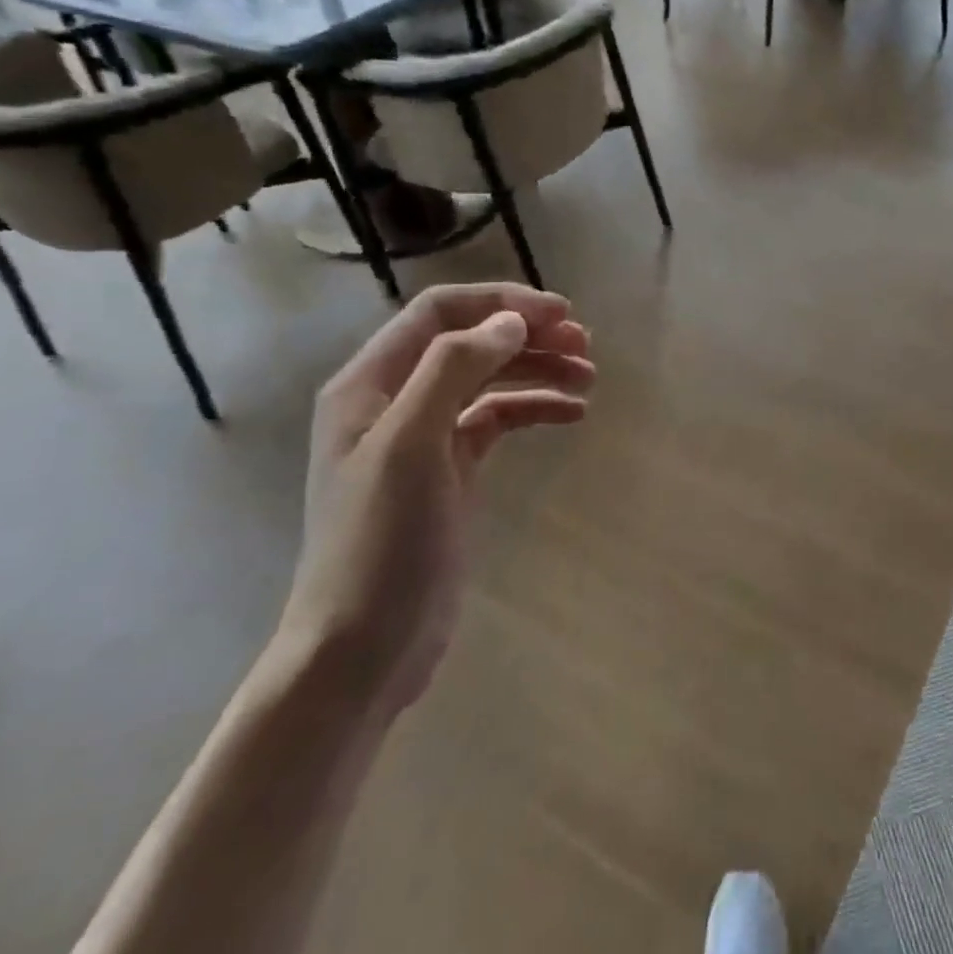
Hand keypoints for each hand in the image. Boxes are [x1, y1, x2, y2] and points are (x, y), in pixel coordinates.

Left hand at [281, 284, 594, 715]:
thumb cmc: (380, 542)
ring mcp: (424, 436)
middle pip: (471, 341)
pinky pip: (498, 419)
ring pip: (490, 378)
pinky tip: (573, 414)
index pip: (441, 312)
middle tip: (585, 345)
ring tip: (589, 378)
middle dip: (529, 335)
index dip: (502, 303)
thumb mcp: (410, 444)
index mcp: (371, 383)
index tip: (561, 314)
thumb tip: (511, 322)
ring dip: (538, 369)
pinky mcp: (451, 471)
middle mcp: (396, 399)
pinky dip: (534, 408)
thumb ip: (453, 369)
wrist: (363, 649)